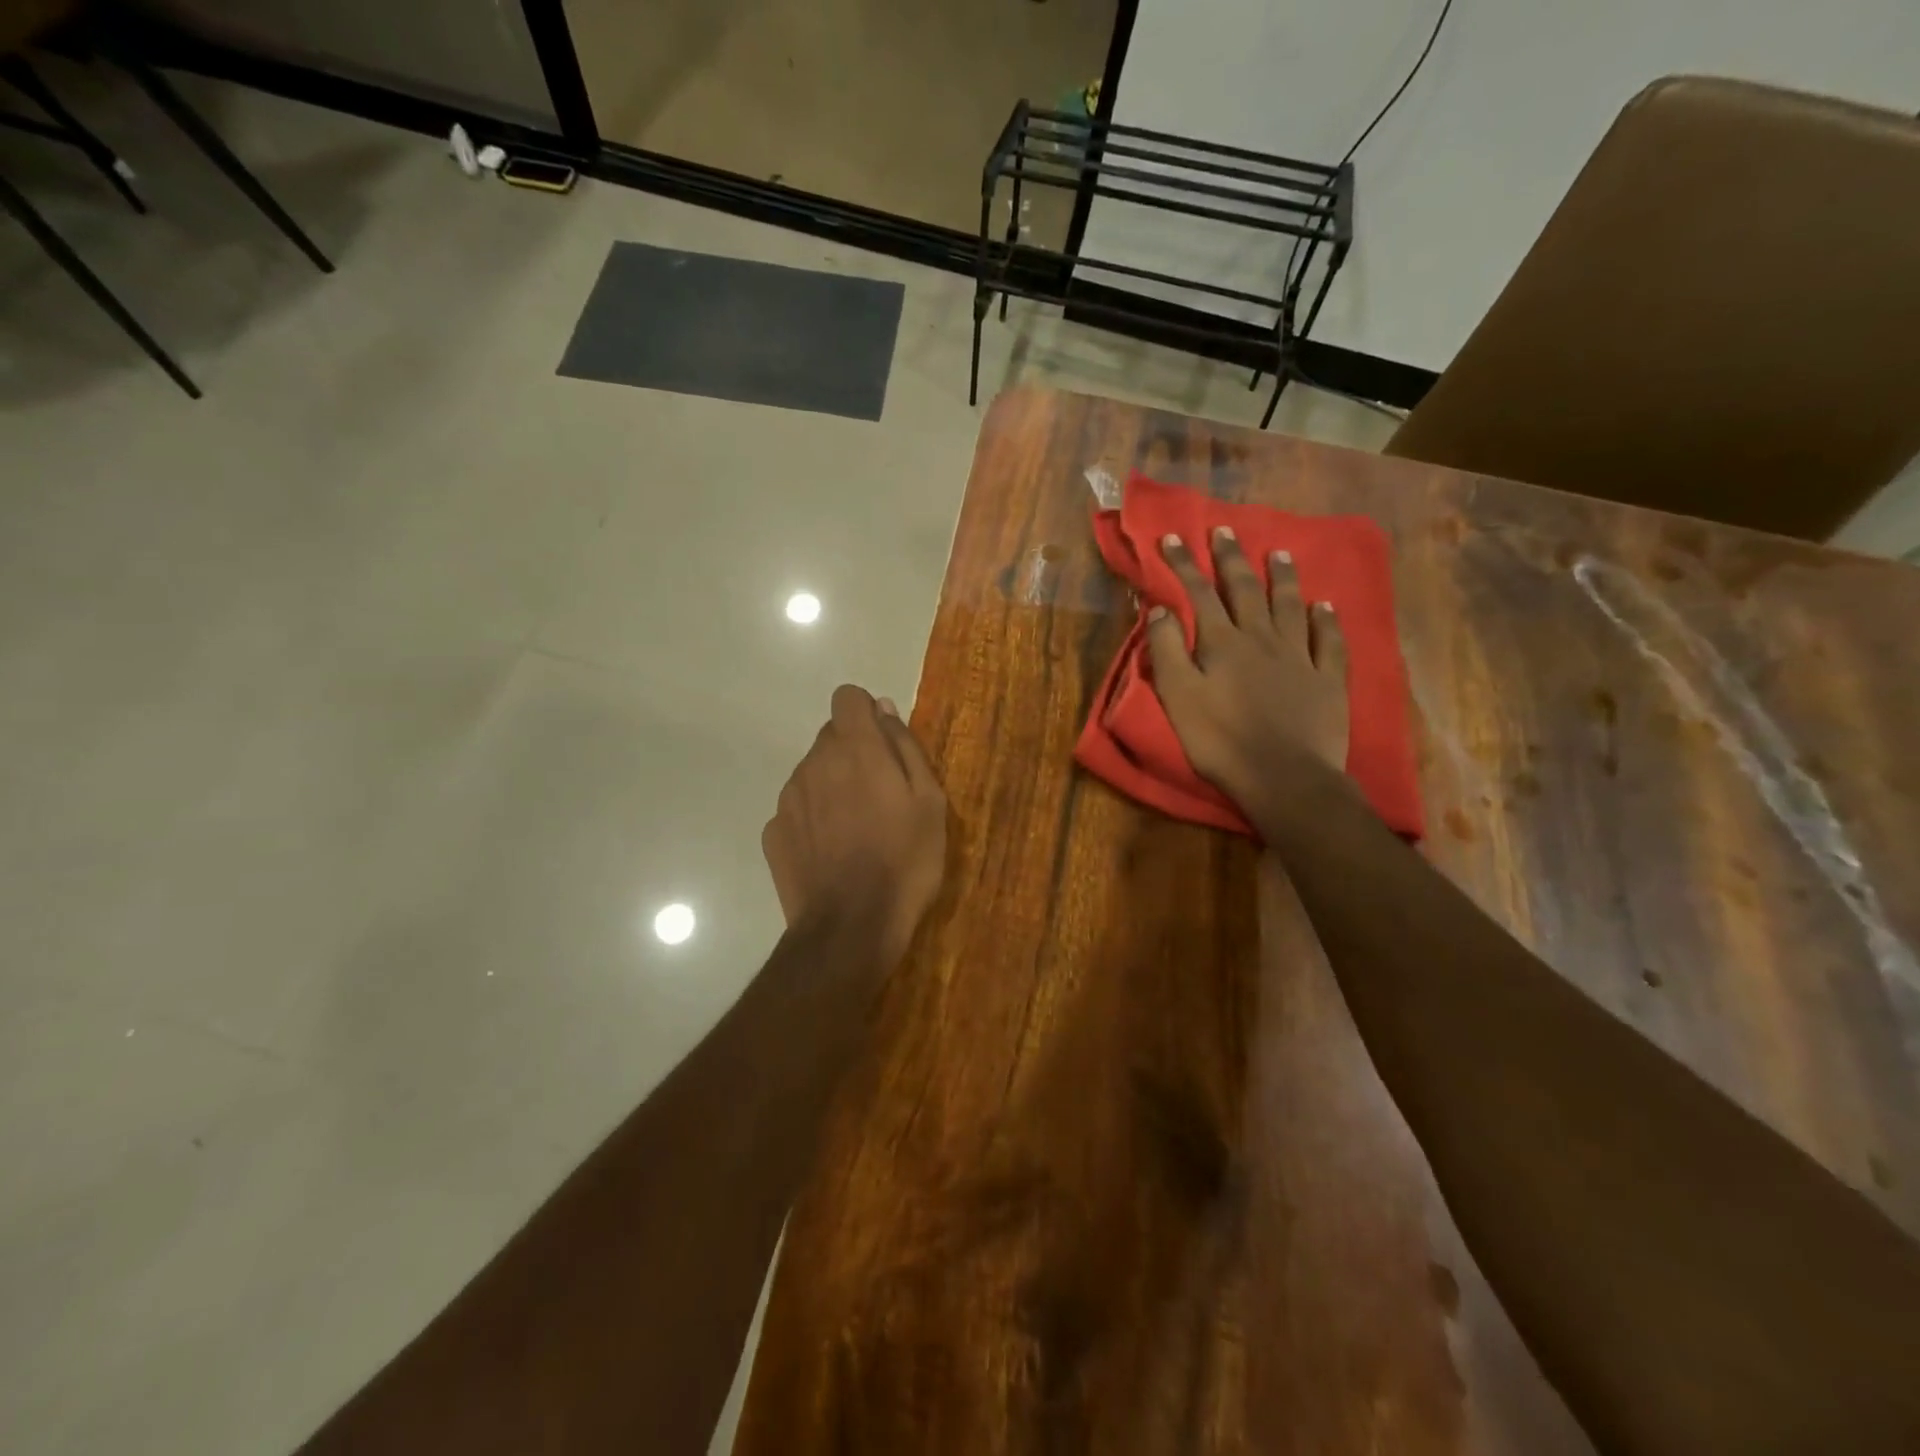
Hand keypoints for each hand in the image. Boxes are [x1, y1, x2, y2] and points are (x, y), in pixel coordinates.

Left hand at [763, 685, 948, 970]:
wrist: (851, 928)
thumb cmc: (905, 862)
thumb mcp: (930, 802)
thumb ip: (905, 747)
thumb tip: (883, 709)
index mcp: (856, 749)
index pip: (847, 697)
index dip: (866, 714)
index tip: (884, 746)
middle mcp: (814, 763)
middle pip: (831, 737)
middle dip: (854, 753)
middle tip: (881, 797)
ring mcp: (788, 798)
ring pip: (813, 772)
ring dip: (833, 786)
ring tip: (857, 830)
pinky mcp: (773, 832)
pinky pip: (798, 809)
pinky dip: (813, 819)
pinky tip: (832, 853)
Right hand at [1146, 527, 1350, 823]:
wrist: (1283, 777)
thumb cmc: (1220, 741)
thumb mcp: (1178, 697)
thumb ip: (1167, 651)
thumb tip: (1162, 609)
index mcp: (1222, 643)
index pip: (1199, 594)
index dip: (1184, 565)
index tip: (1173, 537)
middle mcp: (1262, 638)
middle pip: (1245, 590)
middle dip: (1232, 559)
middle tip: (1225, 530)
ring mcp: (1299, 656)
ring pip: (1290, 606)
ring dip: (1283, 578)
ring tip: (1280, 553)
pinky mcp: (1327, 679)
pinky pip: (1328, 641)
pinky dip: (1325, 620)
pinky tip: (1325, 606)